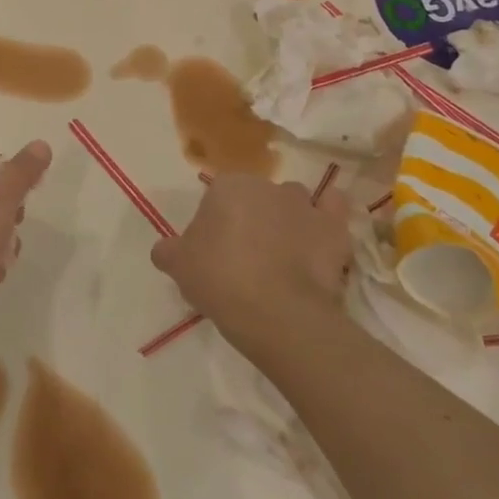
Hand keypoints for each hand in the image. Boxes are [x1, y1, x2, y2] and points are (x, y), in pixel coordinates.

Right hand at [151, 174, 353, 355]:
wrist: (279, 313)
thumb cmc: (221, 279)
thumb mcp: (179, 267)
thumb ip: (169, 252)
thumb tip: (164, 250)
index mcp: (228, 186)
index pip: (217, 197)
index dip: (215, 224)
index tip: (214, 252)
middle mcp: (268, 186)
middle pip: (256, 198)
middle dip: (252, 218)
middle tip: (246, 257)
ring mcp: (305, 205)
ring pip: (294, 203)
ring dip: (289, 219)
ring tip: (284, 255)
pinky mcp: (335, 229)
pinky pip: (333, 211)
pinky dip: (328, 217)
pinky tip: (320, 235)